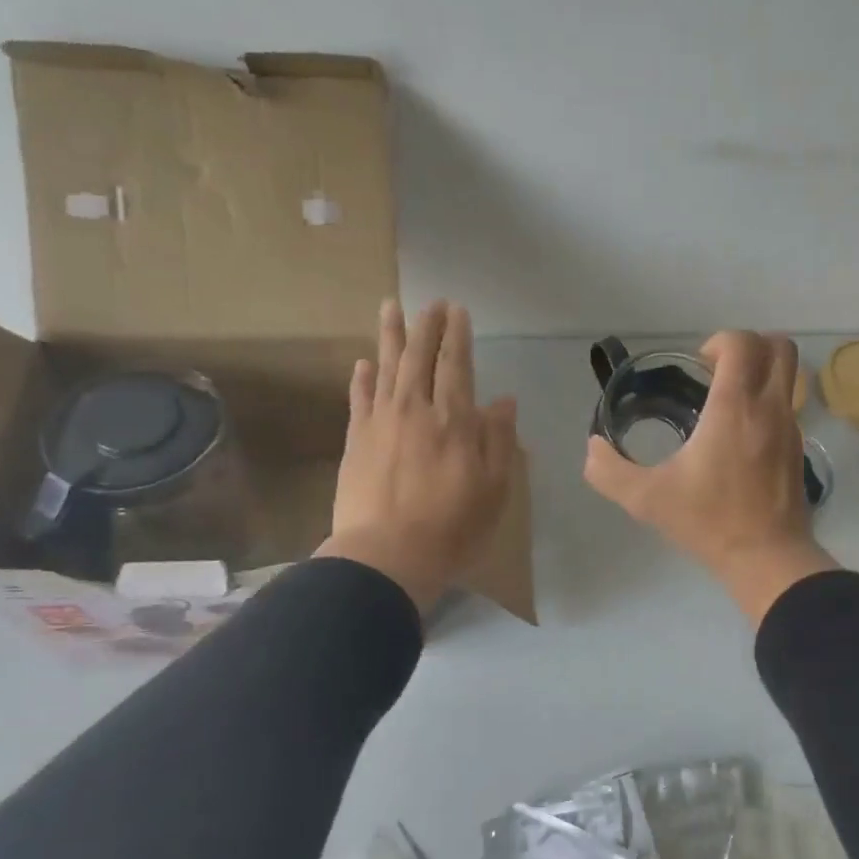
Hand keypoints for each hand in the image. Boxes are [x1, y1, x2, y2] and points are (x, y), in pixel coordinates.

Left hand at [315, 300, 518, 614]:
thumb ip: (499, 440)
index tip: (457, 311)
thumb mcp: (494, 489)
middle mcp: (416, 410)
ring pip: (387, 368)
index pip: (456, 365)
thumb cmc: (452, 527)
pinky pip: (359, 399)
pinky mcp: (356, 441)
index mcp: (454, 420)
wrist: (387, 555)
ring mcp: (381, 422)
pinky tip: (364, 362)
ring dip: (391, 336)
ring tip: (392, 307)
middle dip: (426, 326)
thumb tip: (503, 401)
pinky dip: (363, 378)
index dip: (457, 336)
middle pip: (419, 357)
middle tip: (430, 302)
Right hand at [584, 331, 837, 624]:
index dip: (719, 342)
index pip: (743, 343)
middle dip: (748, 347)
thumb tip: (593, 448)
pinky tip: (741, 437)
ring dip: (762, 373)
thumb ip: (609, 471)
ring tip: (728, 402)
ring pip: (791, 375)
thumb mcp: (646, 499)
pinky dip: (768, 403)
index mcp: (735, 407)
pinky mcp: (799, 450)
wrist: (766, 558)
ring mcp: (791, 428)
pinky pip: (789, 406)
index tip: (698, 368)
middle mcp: (770, 408)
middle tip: (717, 374)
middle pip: (779, 346)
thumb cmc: (709, 522)